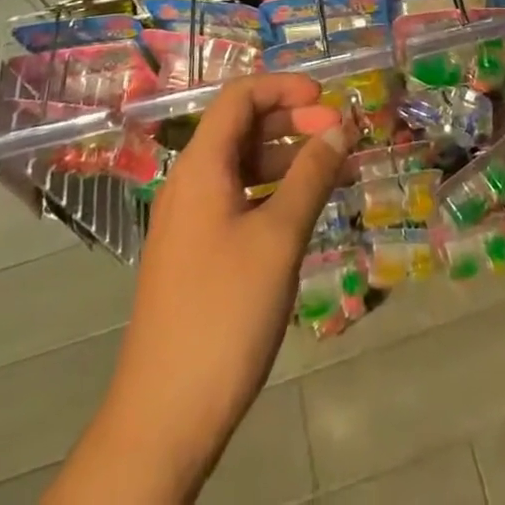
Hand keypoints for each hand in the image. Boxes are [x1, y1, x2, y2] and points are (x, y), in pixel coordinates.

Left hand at [62, 75, 346, 500]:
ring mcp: (190, 219)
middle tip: (340, 137)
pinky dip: (274, 192)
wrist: (163, 418)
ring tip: (337, 171)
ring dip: (289, 159)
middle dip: (293, 121)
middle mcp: (190, 182)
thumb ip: (310, 176)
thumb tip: (339, 127)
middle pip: (242, 127)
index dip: (284, 87)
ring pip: (243, 165)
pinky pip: (239, 199)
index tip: (327, 100)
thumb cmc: (224, 313)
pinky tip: (307, 209)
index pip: (240, 96)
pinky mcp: (196, 252)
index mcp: (201, 166)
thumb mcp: (278, 238)